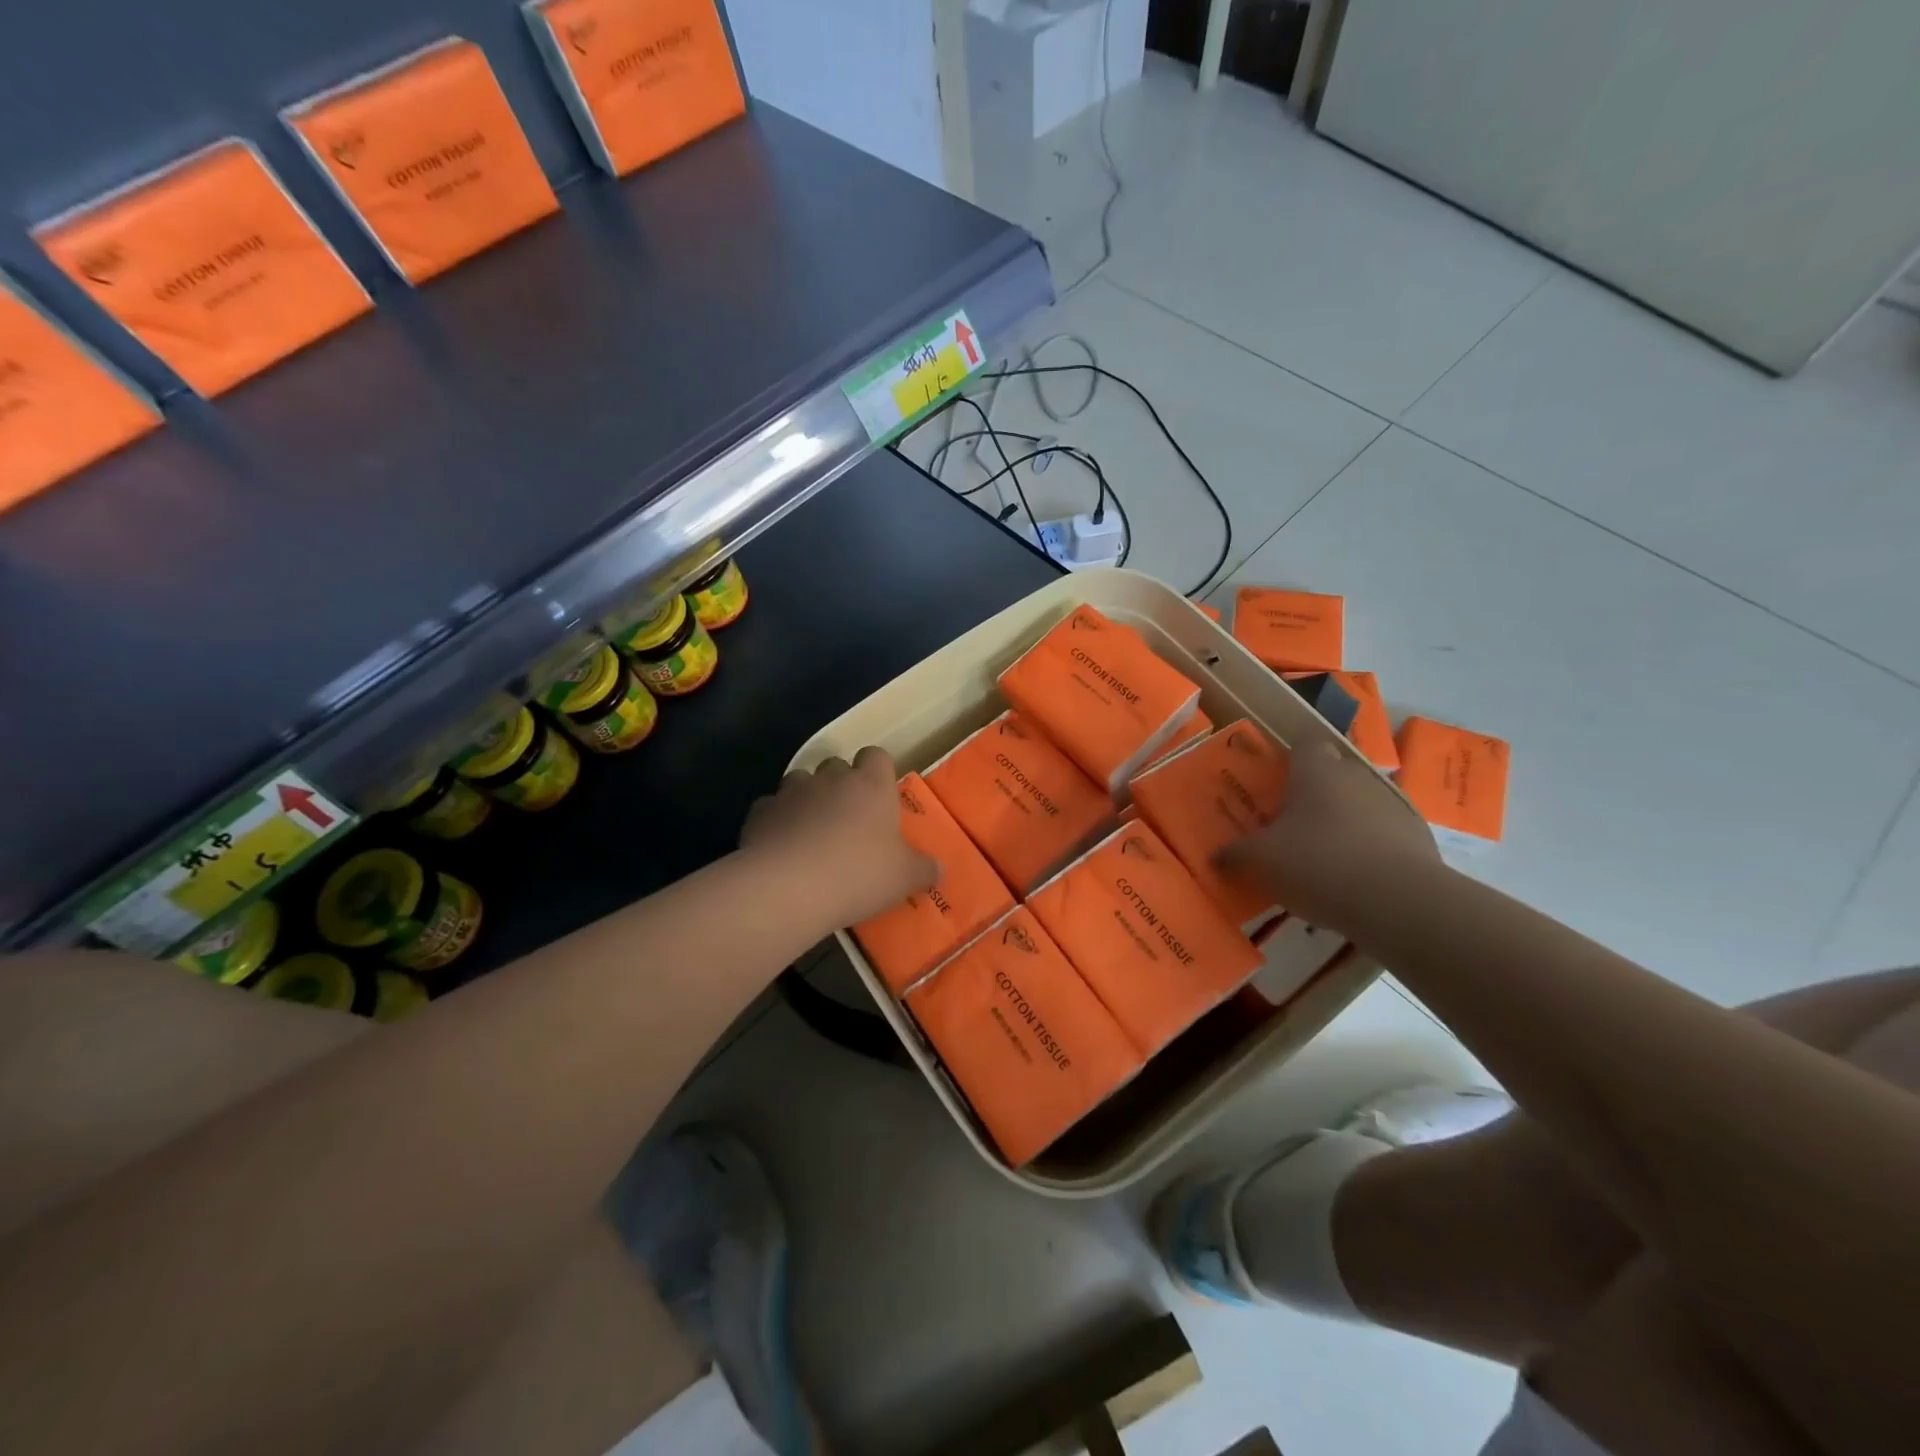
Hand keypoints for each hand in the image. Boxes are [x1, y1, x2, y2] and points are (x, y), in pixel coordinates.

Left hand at [742, 747, 937, 930]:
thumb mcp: (904, 878)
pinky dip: (775, 821)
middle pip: (836, 765)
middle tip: (847, 818)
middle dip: (840, 784)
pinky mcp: (759, 812)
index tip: (879, 794)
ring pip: (800, 781)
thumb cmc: (859, 874)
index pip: (876, 755)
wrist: (789, 887)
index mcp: (871, 785)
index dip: (877, 771)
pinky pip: (770, 809)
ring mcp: (791, 792)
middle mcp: (831, 779)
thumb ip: (924, 869)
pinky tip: (779, 847)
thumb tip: (939, 869)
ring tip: (810, 831)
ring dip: (806, 799)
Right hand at [1215, 738, 1437, 934]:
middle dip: (1315, 793)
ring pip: (1360, 804)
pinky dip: (1371, 849)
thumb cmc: (1319, 863)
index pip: (1305, 742)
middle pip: (1333, 773)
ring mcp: (1393, 805)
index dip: (1291, 756)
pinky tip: (1356, 880)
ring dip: (1344, 822)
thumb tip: (1215, 856)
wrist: (1400, 902)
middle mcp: (1356, 777)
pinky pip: (1385, 835)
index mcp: (1317, 770)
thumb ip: (1237, 854)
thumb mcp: (1262, 860)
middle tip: (1291, 822)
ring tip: (1324, 857)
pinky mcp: (1418, 838)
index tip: (1276, 778)